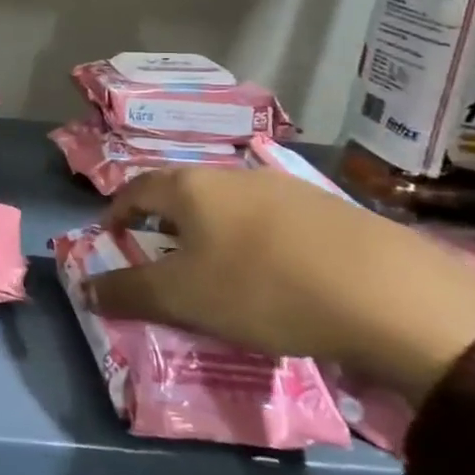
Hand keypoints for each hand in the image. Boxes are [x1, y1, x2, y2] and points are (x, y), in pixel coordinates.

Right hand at [84, 166, 474, 402]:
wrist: (389, 295)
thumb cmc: (263, 288)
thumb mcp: (183, 298)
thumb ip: (128, 292)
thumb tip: (85, 289)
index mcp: (190, 187)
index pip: (136, 189)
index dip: (116, 211)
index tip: (110, 236)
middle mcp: (232, 175)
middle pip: (183, 191)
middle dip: (164, 221)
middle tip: (160, 254)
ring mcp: (285, 187)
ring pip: (229, 203)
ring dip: (211, 229)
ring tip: (216, 266)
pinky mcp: (330, 209)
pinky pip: (271, 219)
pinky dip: (255, 240)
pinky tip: (274, 272)